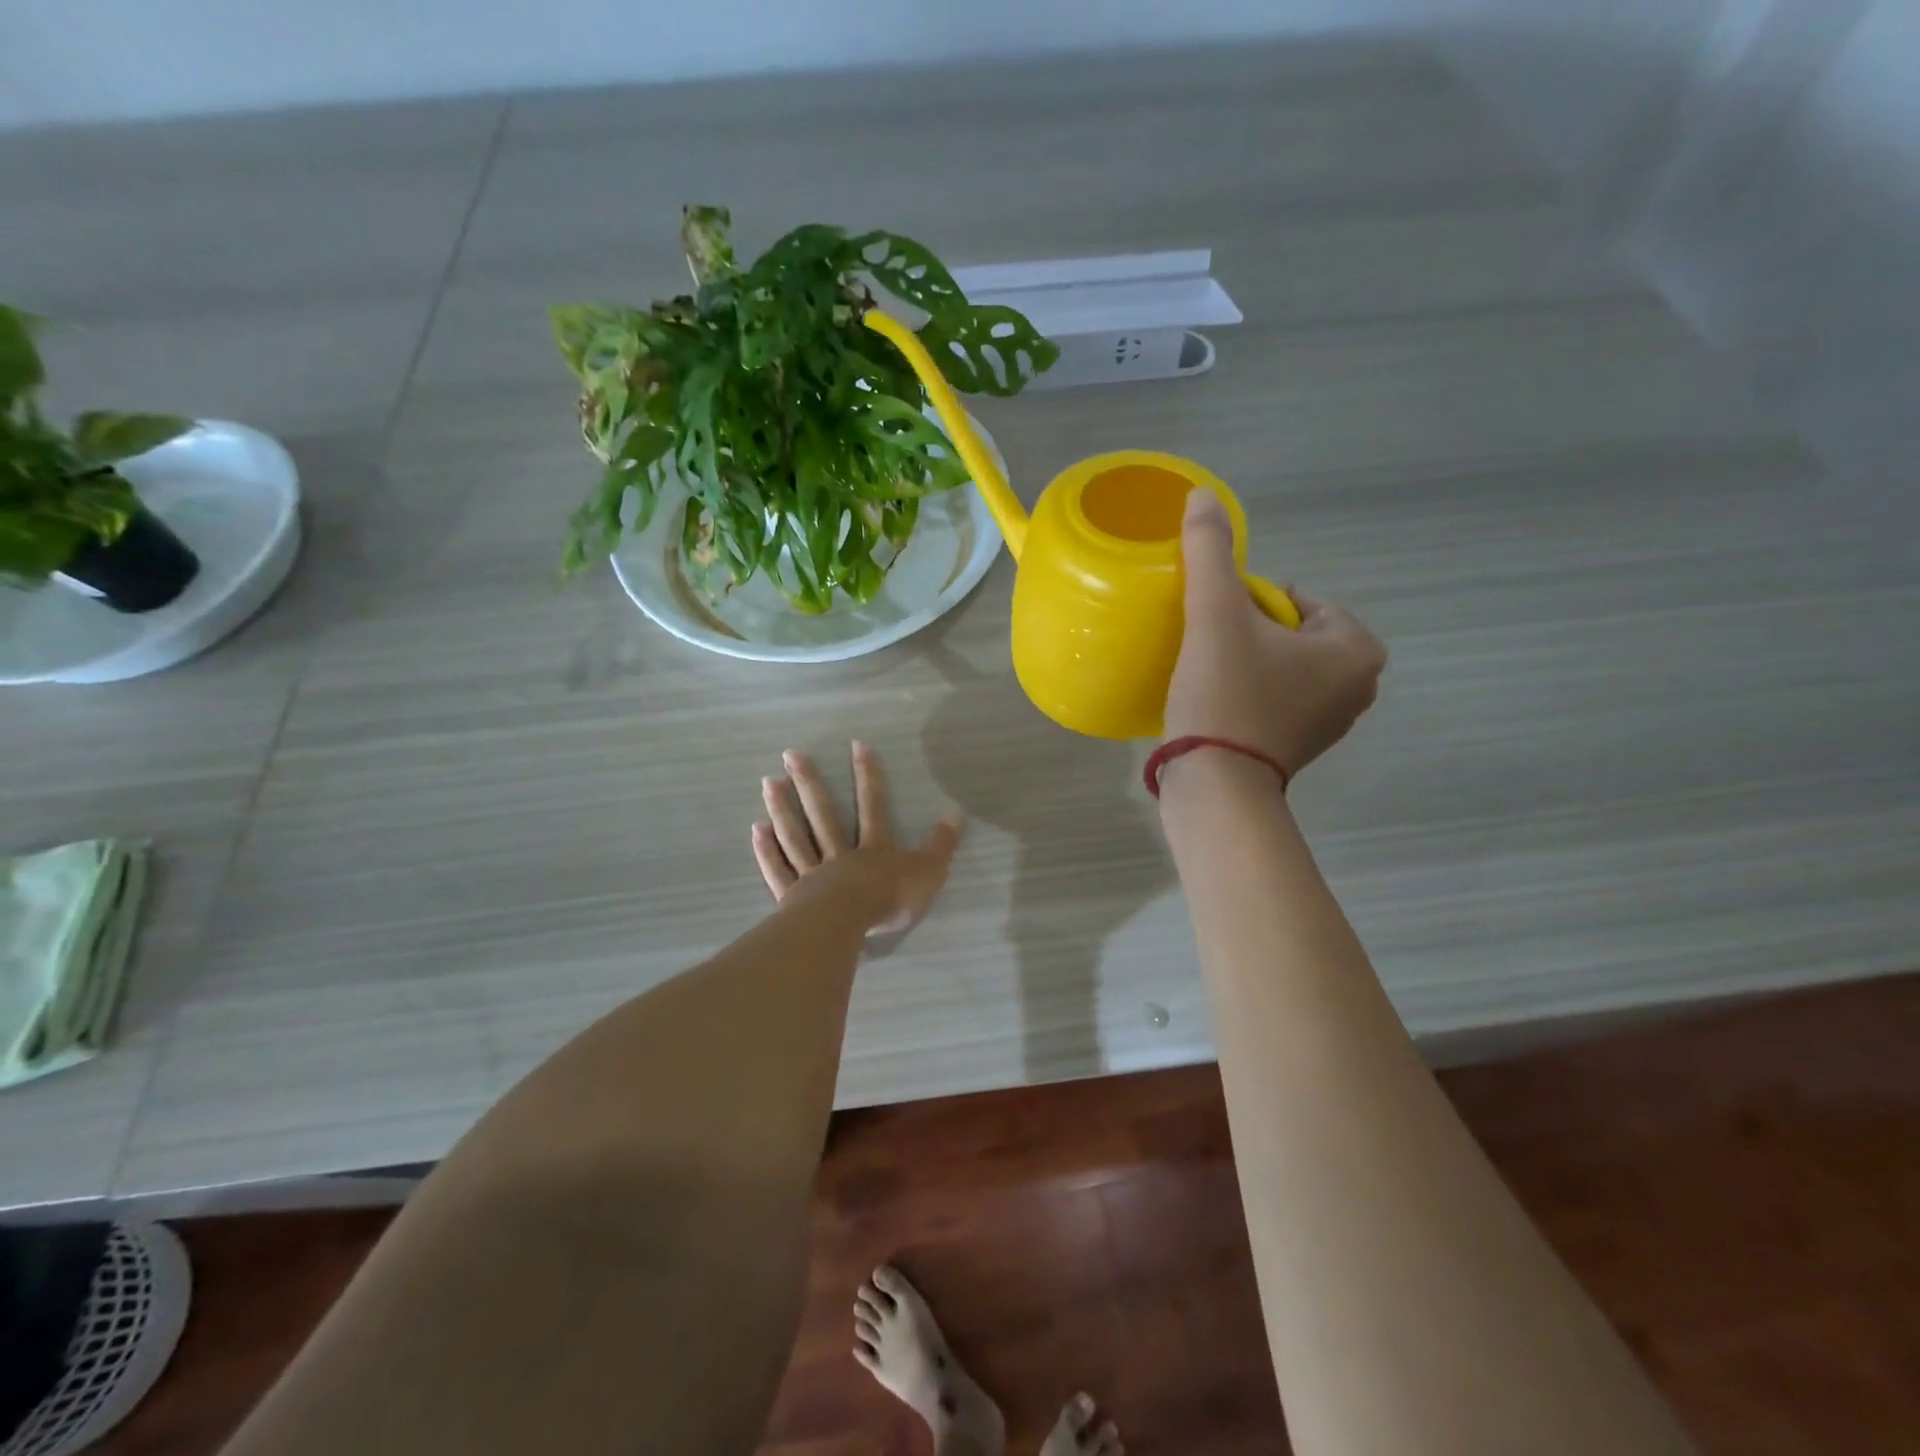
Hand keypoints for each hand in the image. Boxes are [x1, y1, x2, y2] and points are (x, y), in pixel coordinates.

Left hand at [752, 741, 965, 935]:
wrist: (848, 925)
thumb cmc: (889, 899)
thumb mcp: (928, 873)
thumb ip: (942, 845)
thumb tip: (957, 813)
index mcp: (874, 849)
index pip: (873, 805)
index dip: (867, 775)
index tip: (856, 745)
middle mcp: (840, 854)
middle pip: (823, 814)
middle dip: (809, 782)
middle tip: (790, 754)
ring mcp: (813, 874)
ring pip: (796, 836)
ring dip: (783, 808)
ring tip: (769, 782)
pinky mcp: (793, 897)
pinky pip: (778, 870)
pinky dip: (767, 851)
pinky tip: (757, 830)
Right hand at [1165, 490, 1386, 778]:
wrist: (1214, 786)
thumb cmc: (1226, 696)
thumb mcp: (1215, 615)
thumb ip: (1211, 553)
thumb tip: (1202, 493)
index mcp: (1357, 648)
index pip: (1297, 598)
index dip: (1248, 604)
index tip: (1217, 629)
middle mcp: (1360, 685)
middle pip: (1290, 631)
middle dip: (1249, 633)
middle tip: (1209, 651)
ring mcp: (1333, 721)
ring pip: (1282, 664)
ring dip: (1246, 660)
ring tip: (1208, 674)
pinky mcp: (1302, 746)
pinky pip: (1276, 697)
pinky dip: (1249, 691)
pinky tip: (1216, 702)